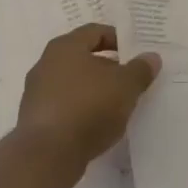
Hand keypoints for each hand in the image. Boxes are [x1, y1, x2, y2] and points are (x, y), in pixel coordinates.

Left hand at [17, 24, 159, 181]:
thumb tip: (152, 57)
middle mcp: (47, 63)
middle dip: (107, 68)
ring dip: (94, 91)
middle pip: (82, 58)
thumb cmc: (88, 107)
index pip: (94, 32)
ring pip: (73, 84)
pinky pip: (64, 106)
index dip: (117, 39)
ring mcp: (37, 92)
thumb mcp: (124, 86)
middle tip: (130, 80)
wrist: (47, 155)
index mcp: (66, 46)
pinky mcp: (36, 120)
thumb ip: (140, 70)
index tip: (135, 53)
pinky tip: (97, 126)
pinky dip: (81, 111)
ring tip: (117, 106)